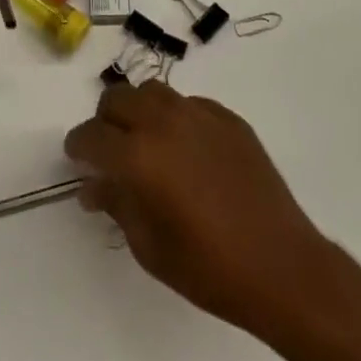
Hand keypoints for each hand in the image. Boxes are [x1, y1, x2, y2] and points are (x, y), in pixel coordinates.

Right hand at [64, 82, 329, 335]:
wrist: (282, 266)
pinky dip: (175, 118)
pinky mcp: (228, 118)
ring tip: (147, 143)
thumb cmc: (209, 268)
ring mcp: (199, 114)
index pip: (91, 136)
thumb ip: (117, 205)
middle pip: (117, 99)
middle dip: (106, 122)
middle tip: (110, 152)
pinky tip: (187, 150)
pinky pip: (188, 104)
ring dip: (139, 112)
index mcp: (138, 156)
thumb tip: (94, 186)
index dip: (78, 147)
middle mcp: (163, 122)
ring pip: (152, 92)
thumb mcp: (150, 247)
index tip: (77, 159)